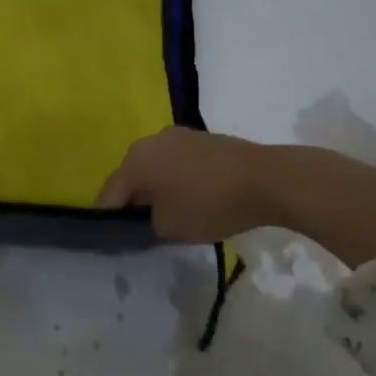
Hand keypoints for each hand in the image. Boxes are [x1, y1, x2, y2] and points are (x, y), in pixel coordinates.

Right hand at [94, 127, 274, 241]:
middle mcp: (149, 141)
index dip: (108, 219)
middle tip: (141, 228)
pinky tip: (191, 197)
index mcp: (134, 161)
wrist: (266, 179)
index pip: (109, 195)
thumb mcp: (170, 227)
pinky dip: (176, 179)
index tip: (114, 240)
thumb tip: (148, 216)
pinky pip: (176, 162)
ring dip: (156, 188)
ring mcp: (177, 135)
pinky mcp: (201, 137)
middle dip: (133, 201)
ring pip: (155, 167)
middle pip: (131, 177)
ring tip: (169, 213)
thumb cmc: (209, 204)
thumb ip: (147, 223)